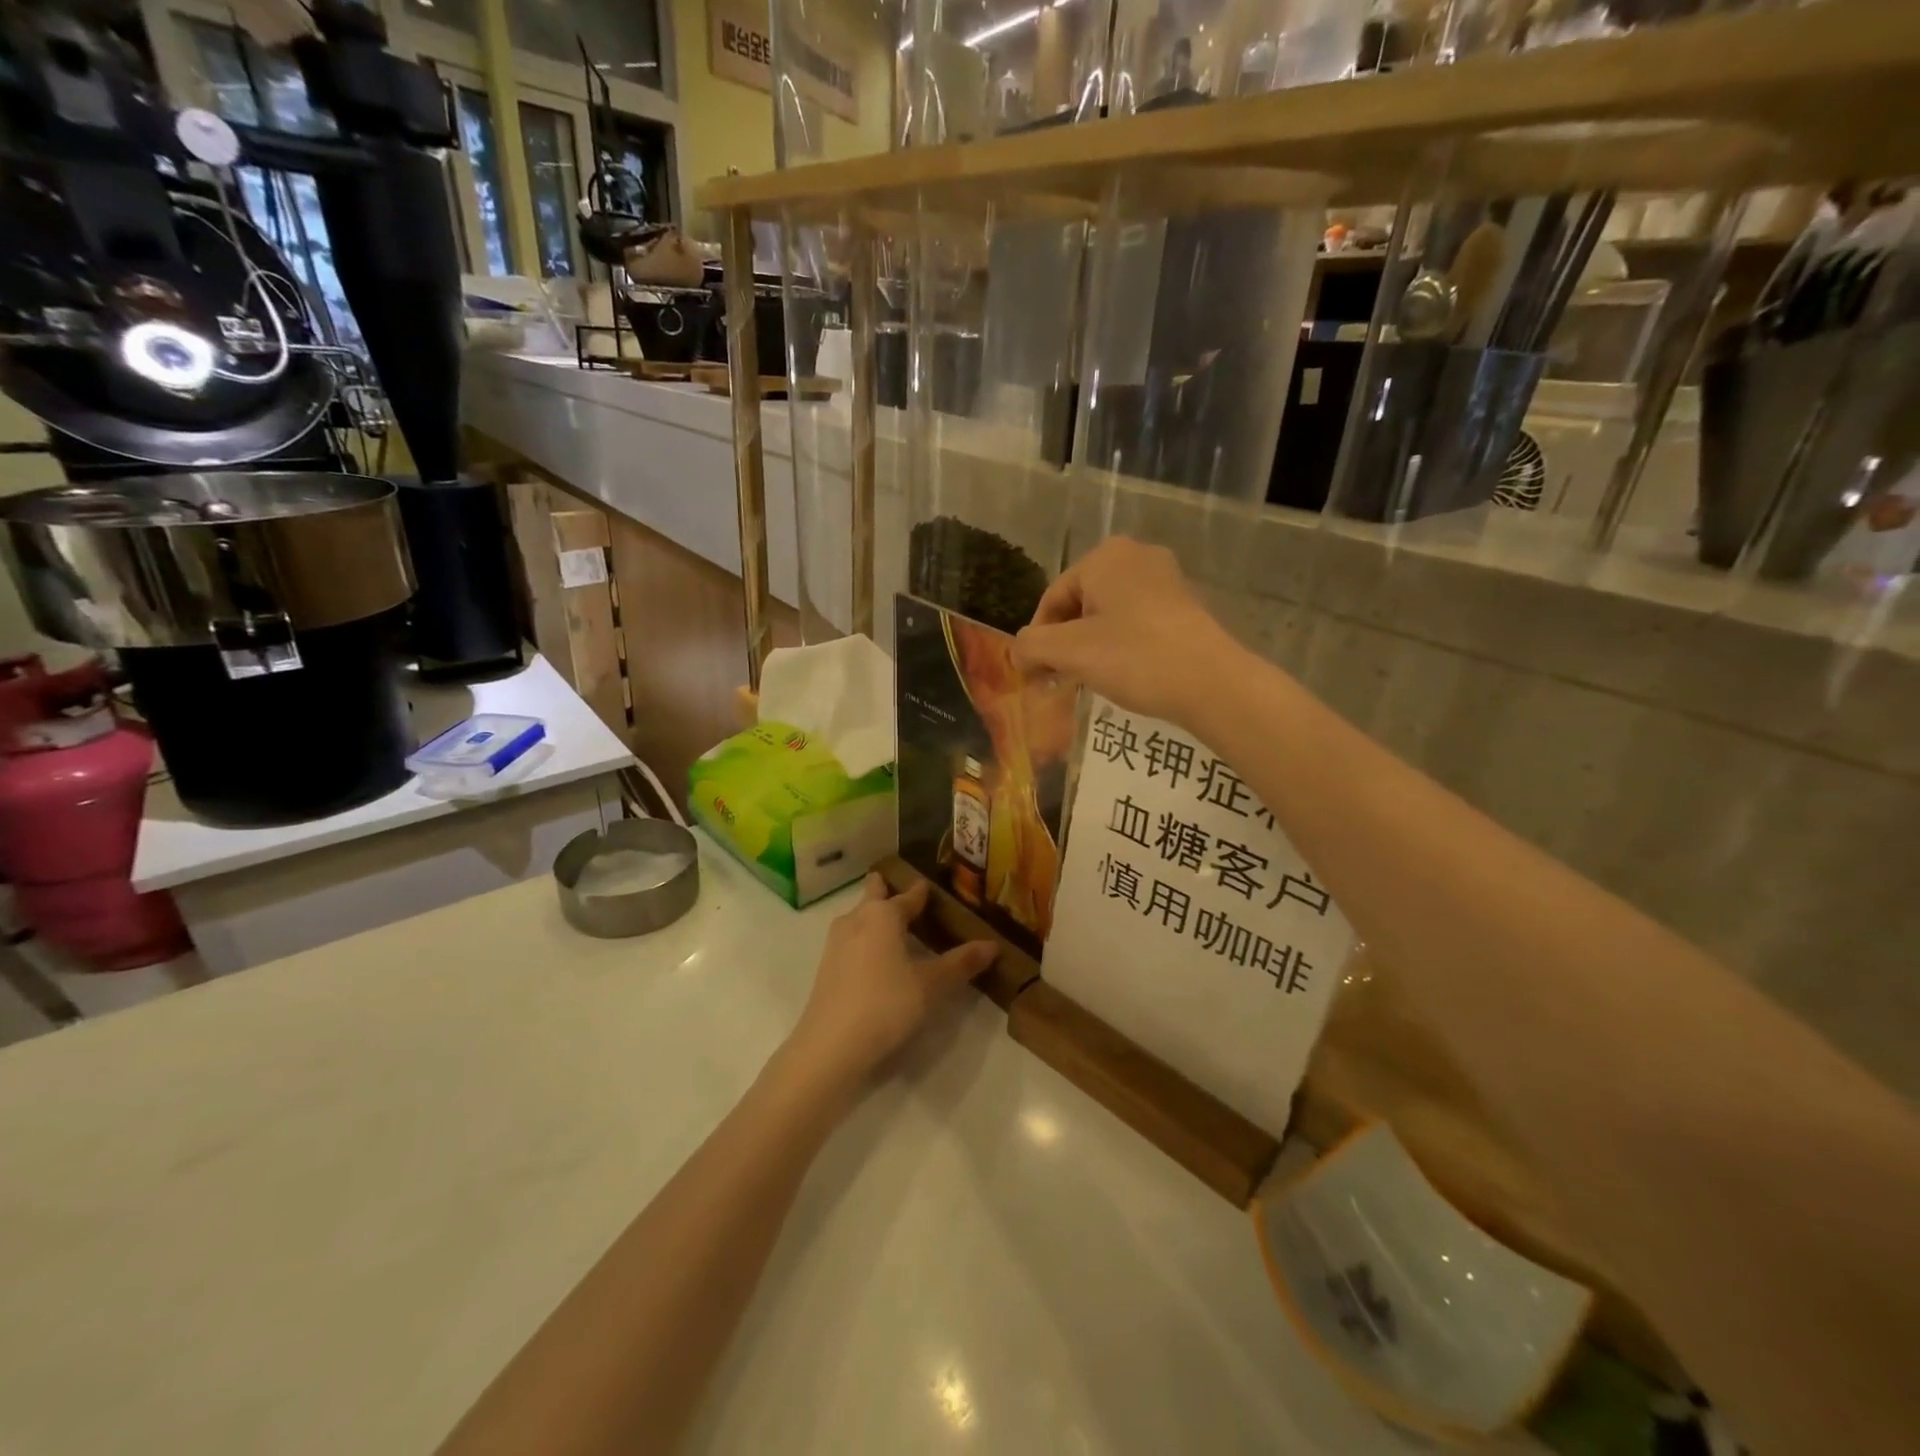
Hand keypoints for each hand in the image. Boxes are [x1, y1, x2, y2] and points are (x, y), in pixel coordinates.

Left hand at [784, 876, 996, 1095]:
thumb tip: (992, 944)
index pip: (908, 895)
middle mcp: (856, 920)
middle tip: (906, 894)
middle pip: (873, 895)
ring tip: (895, 927)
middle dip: (887, 890)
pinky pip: (851, 941)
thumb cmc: (886, 1004)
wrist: (831, 1046)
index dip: (922, 891)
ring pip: (858, 918)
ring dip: (874, 916)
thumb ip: (961, 963)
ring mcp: (836, 944)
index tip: (932, 886)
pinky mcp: (826, 968)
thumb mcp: (932, 985)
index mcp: (882, 915)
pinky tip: (876, 959)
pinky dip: (865, 940)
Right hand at [1012, 538, 1240, 726]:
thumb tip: (1018, 653)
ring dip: (1091, 647)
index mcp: (1105, 556)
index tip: (1034, 675)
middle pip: (1081, 604)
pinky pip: (1137, 622)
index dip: (1037, 639)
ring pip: (1109, 614)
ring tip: (1089, 680)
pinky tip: (1123, 674)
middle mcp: (1136, 556)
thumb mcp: (1069, 653)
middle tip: (1059, 679)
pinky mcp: (1185, 606)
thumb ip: (1031, 647)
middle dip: (1065, 643)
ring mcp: (1166, 579)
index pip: (1053, 598)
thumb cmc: (1134, 657)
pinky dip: (1121, 646)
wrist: (1212, 683)